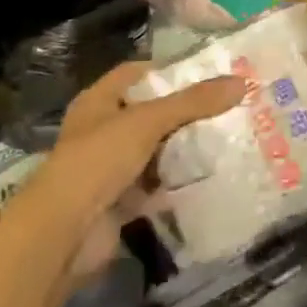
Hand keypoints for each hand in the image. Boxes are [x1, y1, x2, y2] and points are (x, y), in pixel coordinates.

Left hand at [33, 62, 244, 274]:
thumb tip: (242, 83)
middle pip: (151, 113)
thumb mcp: (148, 121)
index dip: (169, 71)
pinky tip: (211, 174)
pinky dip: (178, 181)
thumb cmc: (98, 160)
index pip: (137, 74)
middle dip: (185, 111)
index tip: (208, 73)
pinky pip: (157, 184)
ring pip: (156, 150)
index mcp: (99, 101)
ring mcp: (111, 168)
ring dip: (184, 147)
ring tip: (227, 136)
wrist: (63, 234)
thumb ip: (194, 102)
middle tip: (227, 106)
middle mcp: (103, 130)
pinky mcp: (122, 201)